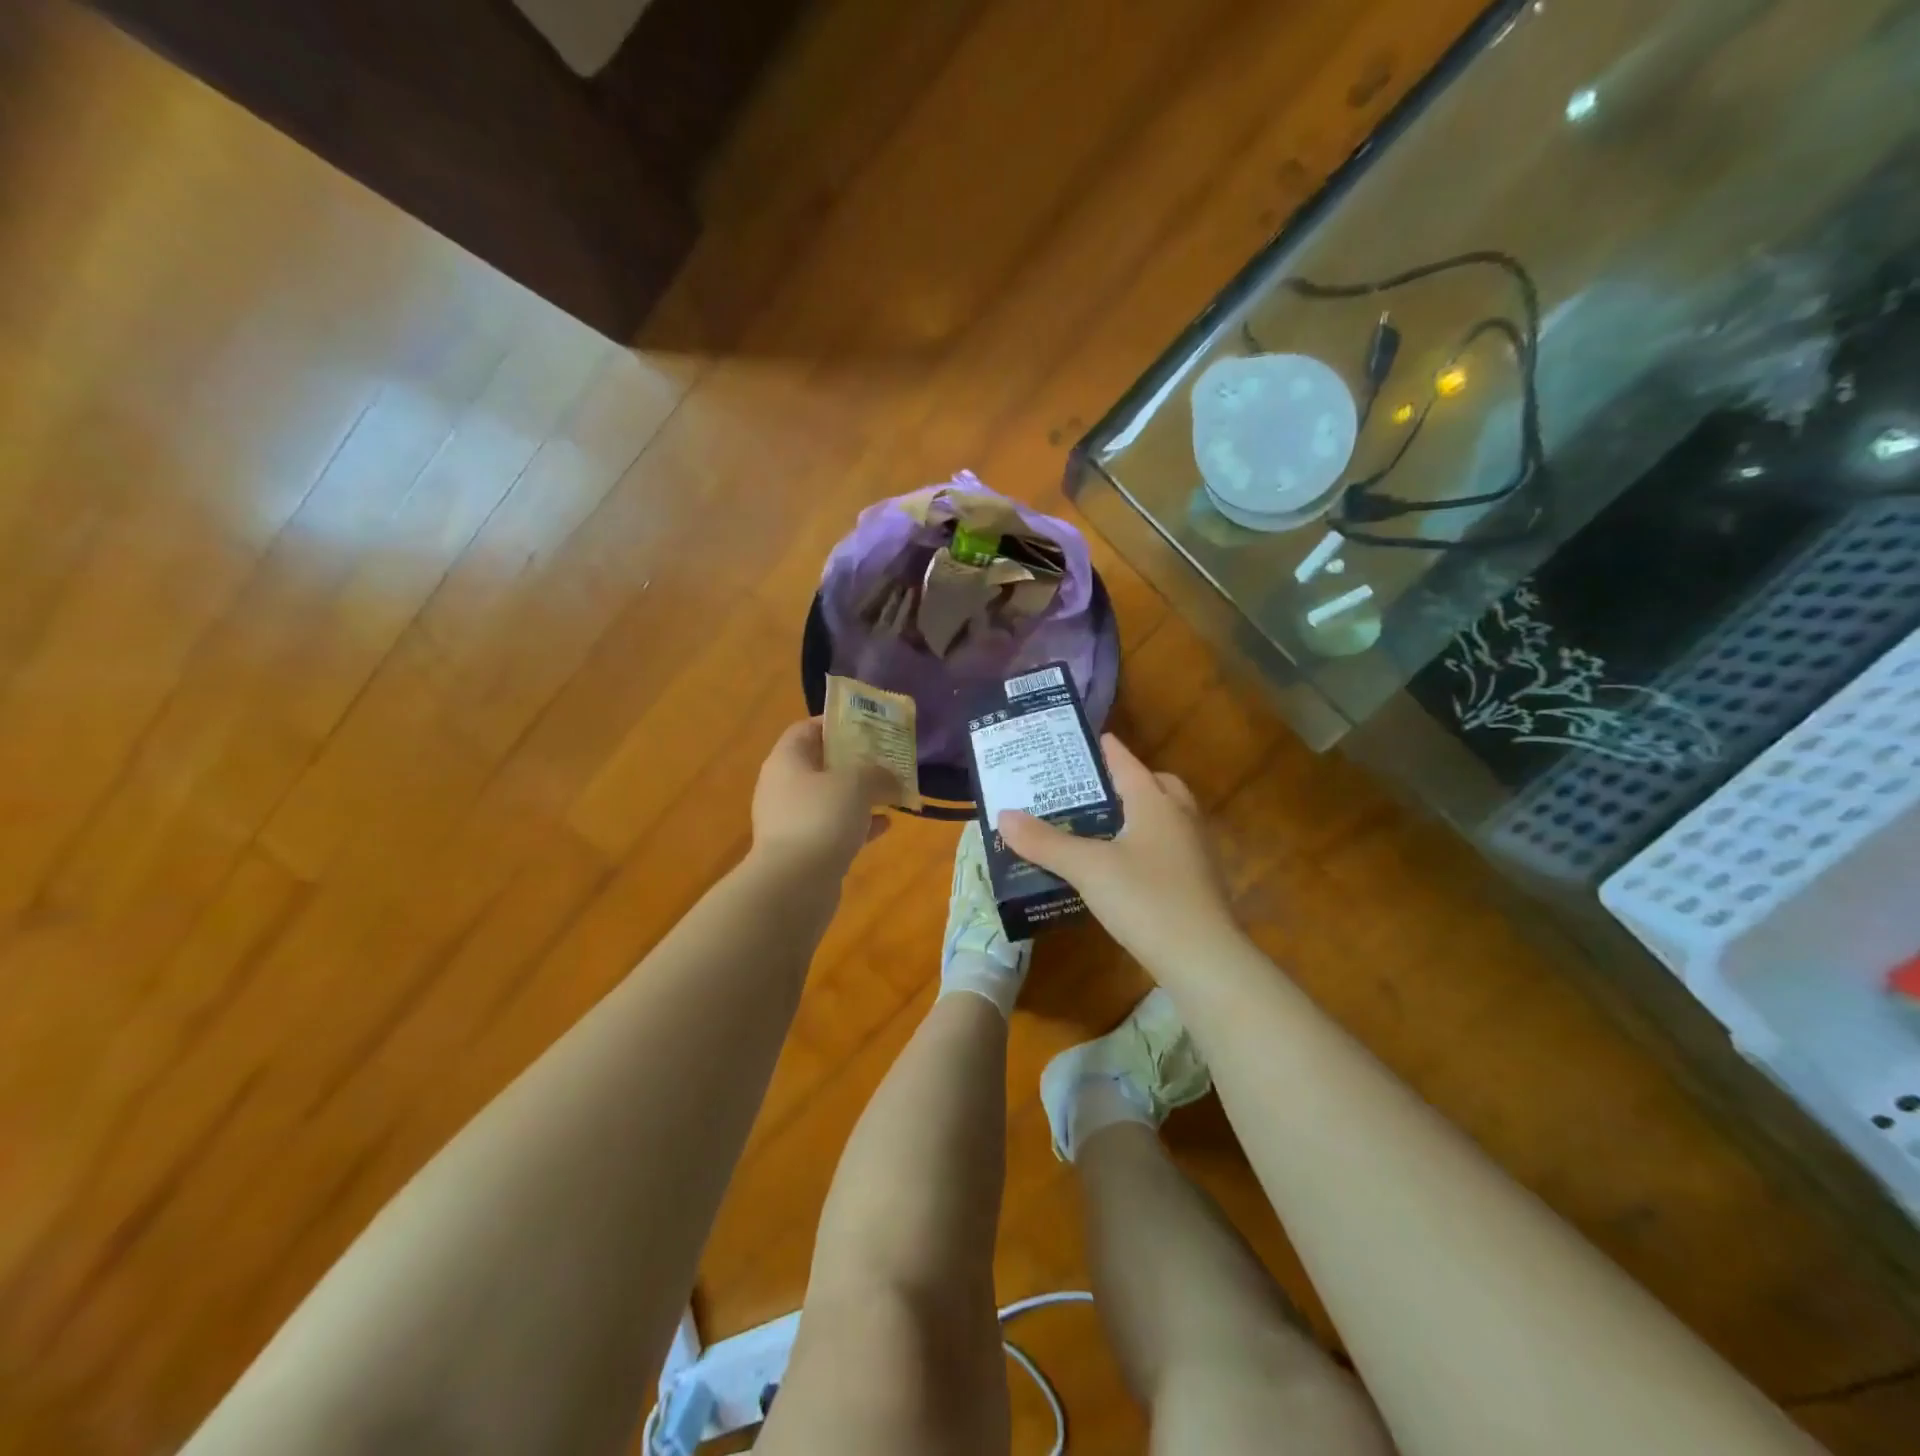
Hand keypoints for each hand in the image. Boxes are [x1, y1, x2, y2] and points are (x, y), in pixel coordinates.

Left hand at [751, 719, 892, 875]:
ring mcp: (791, 821)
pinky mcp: (803, 850)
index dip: (835, 723)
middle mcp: (783, 787)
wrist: (795, 884)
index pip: (806, 729)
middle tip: (885, 759)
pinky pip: (834, 828)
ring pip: (829, 799)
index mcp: (786, 761)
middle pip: (819, 764)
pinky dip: (858, 824)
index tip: (867, 725)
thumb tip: (891, 777)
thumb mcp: (857, 783)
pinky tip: (886, 824)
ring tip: (890, 791)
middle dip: (853, 761)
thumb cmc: (821, 817)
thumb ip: (878, 773)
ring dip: (858, 795)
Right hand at [999, 735, 1237, 968]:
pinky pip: (1171, 847)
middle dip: (1131, 780)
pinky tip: (1127, 866)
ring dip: (1143, 812)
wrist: (1203, 959)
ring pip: (1168, 816)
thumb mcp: (1087, 868)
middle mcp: (1180, 819)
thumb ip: (1045, 842)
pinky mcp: (1198, 883)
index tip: (1091, 739)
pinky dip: (1150, 843)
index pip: (1128, 764)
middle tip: (1098, 788)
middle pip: (1158, 785)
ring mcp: (1195, 852)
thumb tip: (1004, 816)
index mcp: (1155, 803)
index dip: (1108, 750)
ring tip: (1106, 824)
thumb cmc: (1145, 899)